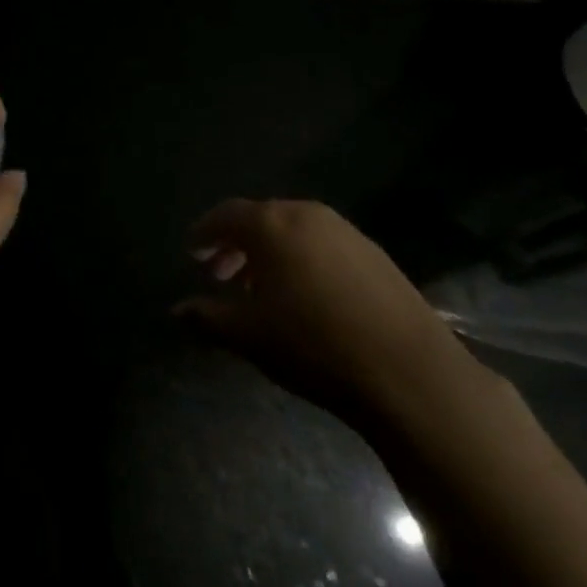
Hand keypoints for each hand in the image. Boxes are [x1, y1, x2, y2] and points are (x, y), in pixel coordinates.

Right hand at [177, 199, 483, 430]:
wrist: (409, 372)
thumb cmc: (313, 345)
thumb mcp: (249, 335)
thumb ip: (207, 316)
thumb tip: (177, 310)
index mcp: (271, 225)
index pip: (225, 215)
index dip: (204, 233)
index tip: (192, 253)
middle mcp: (307, 215)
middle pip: (260, 219)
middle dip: (236, 245)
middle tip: (219, 275)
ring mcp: (346, 231)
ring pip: (293, 232)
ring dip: (269, 254)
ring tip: (260, 290)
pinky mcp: (375, 254)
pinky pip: (322, 245)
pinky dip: (301, 260)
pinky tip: (304, 298)